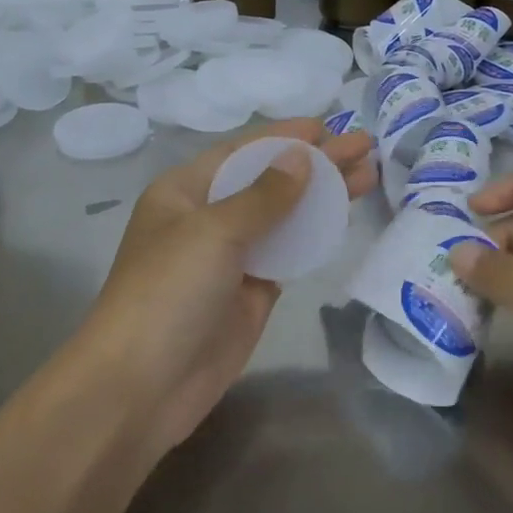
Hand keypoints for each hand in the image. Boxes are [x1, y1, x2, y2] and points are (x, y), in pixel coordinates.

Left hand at [82, 119, 376, 459]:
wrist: (142, 386)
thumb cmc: (167, 292)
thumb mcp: (213, 232)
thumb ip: (264, 194)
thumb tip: (304, 157)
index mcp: (185, 191)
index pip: (244, 151)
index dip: (286, 136)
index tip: (330, 125)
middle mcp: (208, 217)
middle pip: (269, 180)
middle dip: (316, 162)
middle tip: (365, 148)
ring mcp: (232, 256)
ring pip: (285, 215)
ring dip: (324, 195)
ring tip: (369, 175)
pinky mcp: (252, 291)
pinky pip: (289, 252)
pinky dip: (316, 233)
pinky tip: (345, 216)